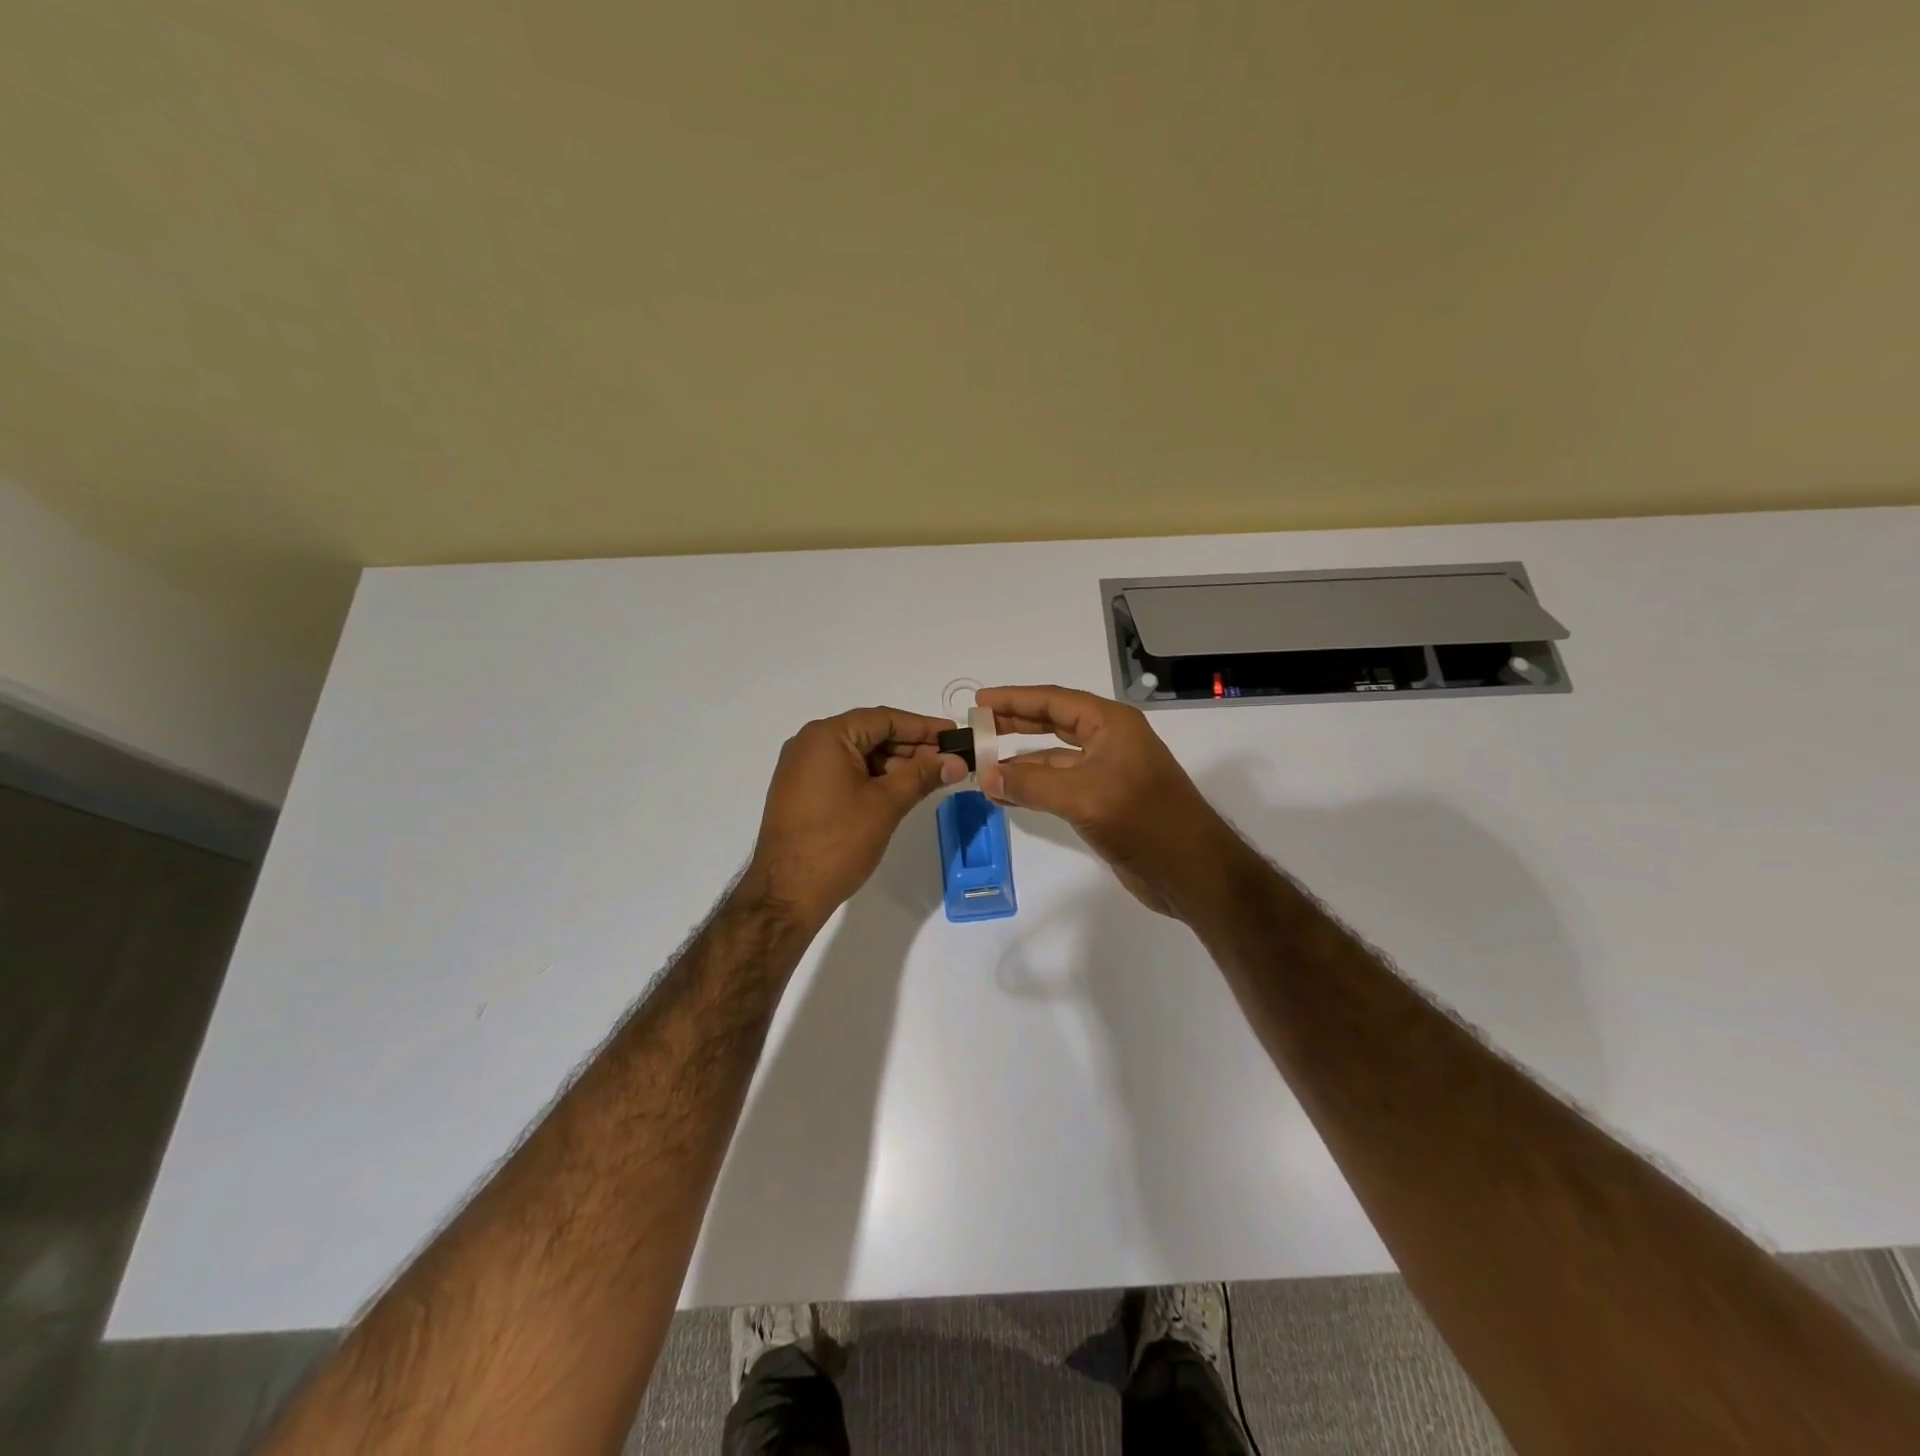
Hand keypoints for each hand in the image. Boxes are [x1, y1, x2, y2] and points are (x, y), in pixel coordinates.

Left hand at [745, 706, 968, 926]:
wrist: (786, 893)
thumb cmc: (838, 841)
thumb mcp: (886, 804)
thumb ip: (923, 775)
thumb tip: (956, 761)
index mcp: (826, 736)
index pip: (884, 718)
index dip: (923, 727)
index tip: (955, 737)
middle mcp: (810, 743)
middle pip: (871, 734)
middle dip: (911, 747)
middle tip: (949, 761)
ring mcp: (802, 768)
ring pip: (858, 755)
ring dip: (894, 764)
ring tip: (930, 779)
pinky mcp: (802, 791)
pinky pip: (844, 772)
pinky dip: (873, 778)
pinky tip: (899, 791)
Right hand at [975, 685, 1239, 917]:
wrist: (1191, 871)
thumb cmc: (1143, 820)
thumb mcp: (1082, 797)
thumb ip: (1030, 785)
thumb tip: (984, 777)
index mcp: (1111, 724)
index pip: (1054, 700)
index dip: (1015, 699)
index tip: (979, 701)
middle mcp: (1109, 741)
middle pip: (1053, 723)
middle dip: (1014, 724)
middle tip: (976, 728)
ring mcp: (1107, 772)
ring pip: (1054, 757)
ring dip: (1020, 762)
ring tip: (982, 766)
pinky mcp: (1103, 802)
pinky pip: (1059, 785)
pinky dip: (1032, 788)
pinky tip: (1005, 795)